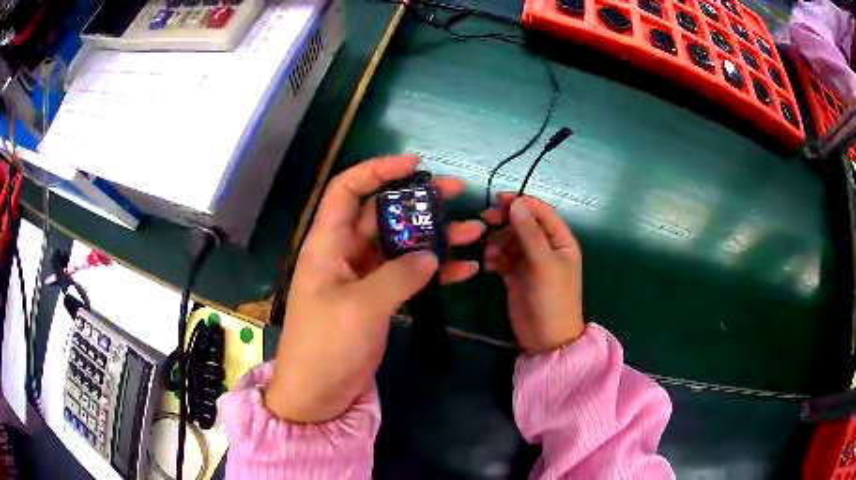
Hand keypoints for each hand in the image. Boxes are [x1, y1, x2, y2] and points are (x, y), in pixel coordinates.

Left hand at [265, 156, 484, 422]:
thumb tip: (430, 256)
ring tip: (473, 230)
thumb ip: (398, 276)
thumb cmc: (327, 346)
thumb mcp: (360, 307)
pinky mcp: (379, 298)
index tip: (414, 164)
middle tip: (457, 192)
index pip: (347, 190)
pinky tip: (465, 269)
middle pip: (383, 214)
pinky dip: (435, 270)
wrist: (319, 392)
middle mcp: (346, 253)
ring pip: (402, 244)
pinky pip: (409, 275)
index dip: (377, 170)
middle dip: (419, 201)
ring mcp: (364, 276)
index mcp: (328, 244)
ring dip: (435, 236)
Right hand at [482, 193, 584, 353]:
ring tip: (490, 255)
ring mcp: (530, 261)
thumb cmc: (553, 300)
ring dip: (497, 241)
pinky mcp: (515, 275)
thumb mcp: (544, 265)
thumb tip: (516, 203)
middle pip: (523, 223)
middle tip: (485, 222)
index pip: (542, 212)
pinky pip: (502, 257)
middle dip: (505, 221)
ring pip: (510, 239)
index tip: (497, 200)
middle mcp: (546, 247)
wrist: (546, 339)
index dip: (521, 203)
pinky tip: (488, 265)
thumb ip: (530, 234)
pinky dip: (494, 257)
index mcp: (561, 240)